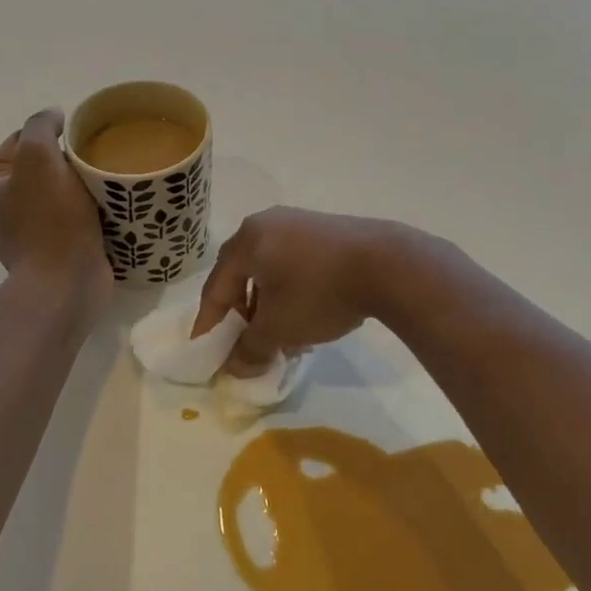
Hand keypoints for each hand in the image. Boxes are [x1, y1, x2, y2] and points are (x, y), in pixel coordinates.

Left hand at [0, 109, 109, 302]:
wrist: (67, 283)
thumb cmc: (48, 219)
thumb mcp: (38, 157)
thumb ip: (41, 126)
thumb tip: (53, 116)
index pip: (19, 141)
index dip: (50, 134)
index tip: (78, 139)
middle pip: (40, 166)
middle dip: (67, 160)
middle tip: (94, 160)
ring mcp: (25, 232)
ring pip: (59, 190)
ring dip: (80, 184)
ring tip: (104, 182)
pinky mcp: (52, 249)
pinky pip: (71, 215)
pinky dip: (87, 207)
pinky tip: (105, 205)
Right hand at [195, 207, 410, 369]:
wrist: (385, 263)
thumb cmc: (318, 292)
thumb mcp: (279, 328)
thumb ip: (250, 349)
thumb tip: (235, 367)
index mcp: (246, 240)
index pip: (216, 287)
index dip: (209, 323)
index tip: (205, 352)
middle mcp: (266, 223)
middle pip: (241, 274)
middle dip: (241, 313)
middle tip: (243, 343)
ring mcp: (298, 222)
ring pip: (270, 269)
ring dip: (267, 304)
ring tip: (278, 336)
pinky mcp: (324, 229)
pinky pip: (293, 262)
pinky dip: (290, 290)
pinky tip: (304, 316)